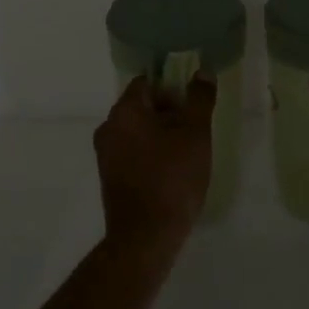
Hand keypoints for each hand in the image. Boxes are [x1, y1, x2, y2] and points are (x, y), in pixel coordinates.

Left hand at [93, 74, 216, 260]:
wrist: (145, 237)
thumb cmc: (172, 178)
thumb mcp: (195, 134)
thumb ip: (200, 99)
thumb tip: (203, 72)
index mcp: (124, 111)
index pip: (147, 82)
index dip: (173, 88)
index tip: (193, 106)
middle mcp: (108, 127)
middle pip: (142, 106)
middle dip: (169, 112)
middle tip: (195, 130)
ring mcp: (105, 154)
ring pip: (137, 131)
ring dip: (161, 134)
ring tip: (187, 153)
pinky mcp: (109, 177)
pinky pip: (132, 152)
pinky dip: (151, 153)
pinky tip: (172, 172)